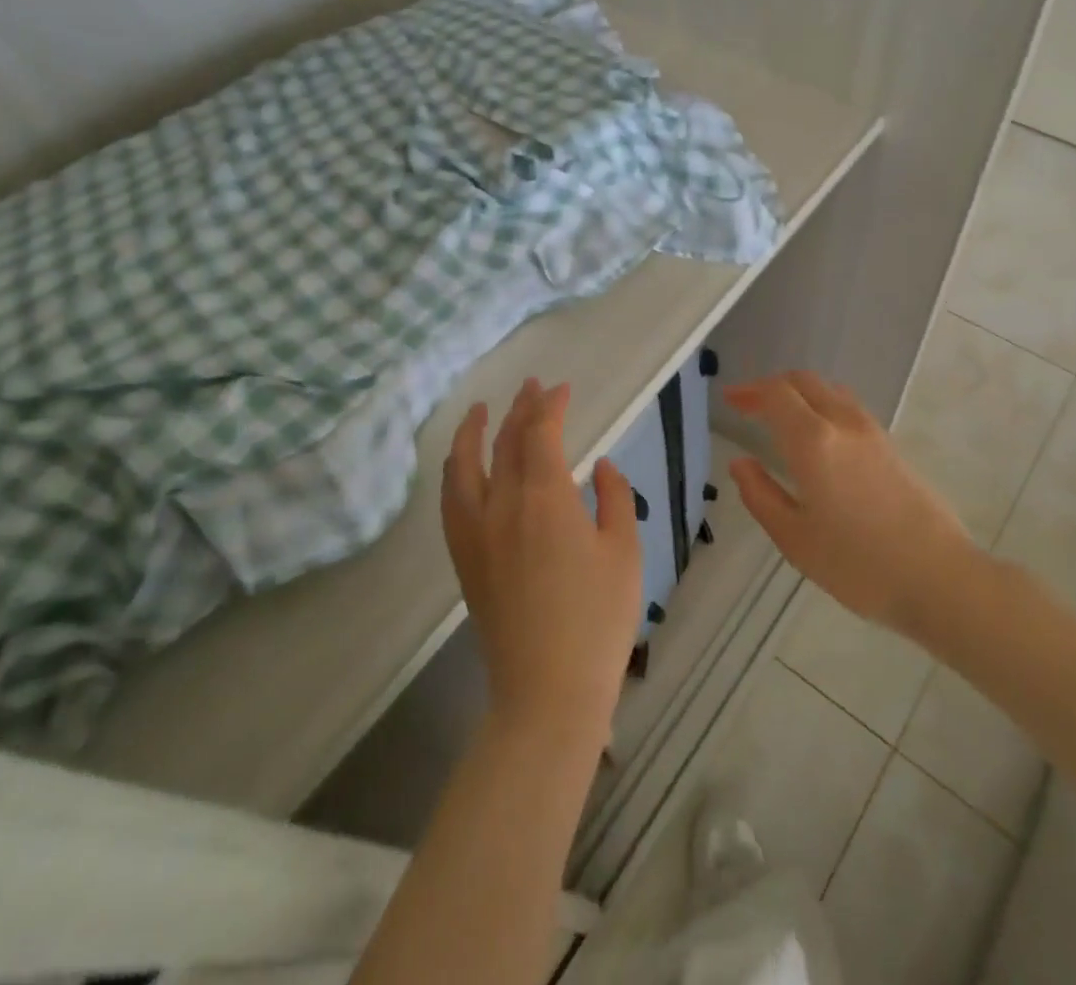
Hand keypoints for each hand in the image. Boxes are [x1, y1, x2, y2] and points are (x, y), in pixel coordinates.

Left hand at [442, 378, 643, 745]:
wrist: (547, 689)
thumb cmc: (598, 619)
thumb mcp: (624, 551)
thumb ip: (614, 498)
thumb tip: (598, 466)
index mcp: (545, 497)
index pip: (541, 433)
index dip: (551, 405)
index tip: (563, 389)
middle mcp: (502, 504)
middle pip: (505, 442)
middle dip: (520, 408)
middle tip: (533, 386)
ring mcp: (475, 532)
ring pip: (465, 466)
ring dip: (472, 431)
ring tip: (479, 410)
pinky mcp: (464, 558)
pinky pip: (451, 500)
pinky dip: (456, 470)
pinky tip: (462, 467)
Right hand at [726, 370, 972, 638]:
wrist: (940, 578)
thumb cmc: (858, 565)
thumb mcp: (794, 538)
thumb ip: (761, 495)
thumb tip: (740, 463)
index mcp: (813, 441)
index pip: (776, 394)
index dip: (749, 391)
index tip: (730, 399)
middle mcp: (843, 423)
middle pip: (804, 382)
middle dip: (772, 387)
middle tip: (748, 405)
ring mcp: (873, 432)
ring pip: (830, 391)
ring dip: (801, 393)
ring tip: (781, 417)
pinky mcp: (892, 447)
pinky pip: (849, 408)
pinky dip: (823, 406)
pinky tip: (819, 437)